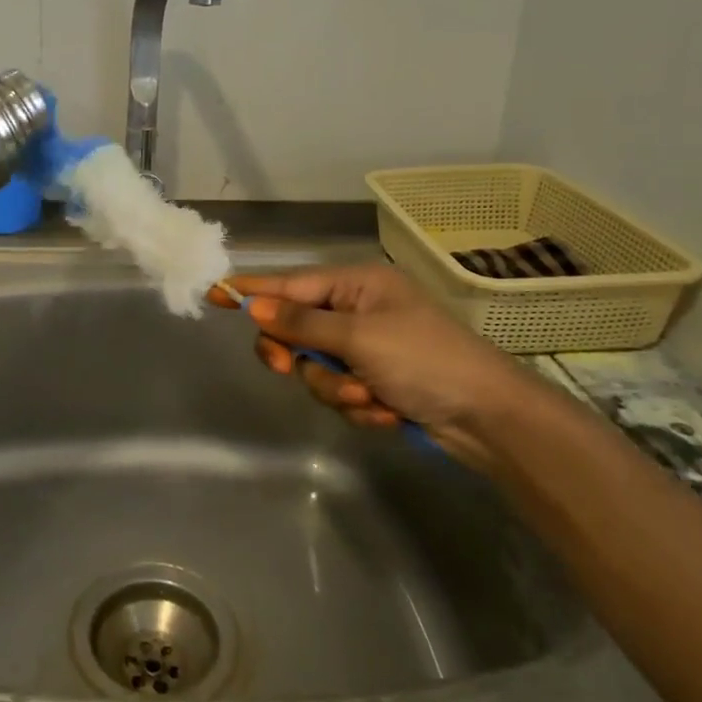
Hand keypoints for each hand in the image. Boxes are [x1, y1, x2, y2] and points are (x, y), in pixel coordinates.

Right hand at [212, 263, 543, 470]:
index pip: (290, 284)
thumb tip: (254, 306)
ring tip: (370, 398)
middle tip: (291, 369)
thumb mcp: (359, 337)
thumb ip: (302, 323)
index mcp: (357, 285)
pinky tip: (387, 412)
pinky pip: (341, 392)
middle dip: (301, 357)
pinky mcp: (376, 382)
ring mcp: (367, 349)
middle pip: (297, 330)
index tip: (213, 293)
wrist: (488, 418)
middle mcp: (358, 311)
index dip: (251, 290)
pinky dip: (359, 405)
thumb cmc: (425, 360)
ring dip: (337, 389)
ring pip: (317, 368)